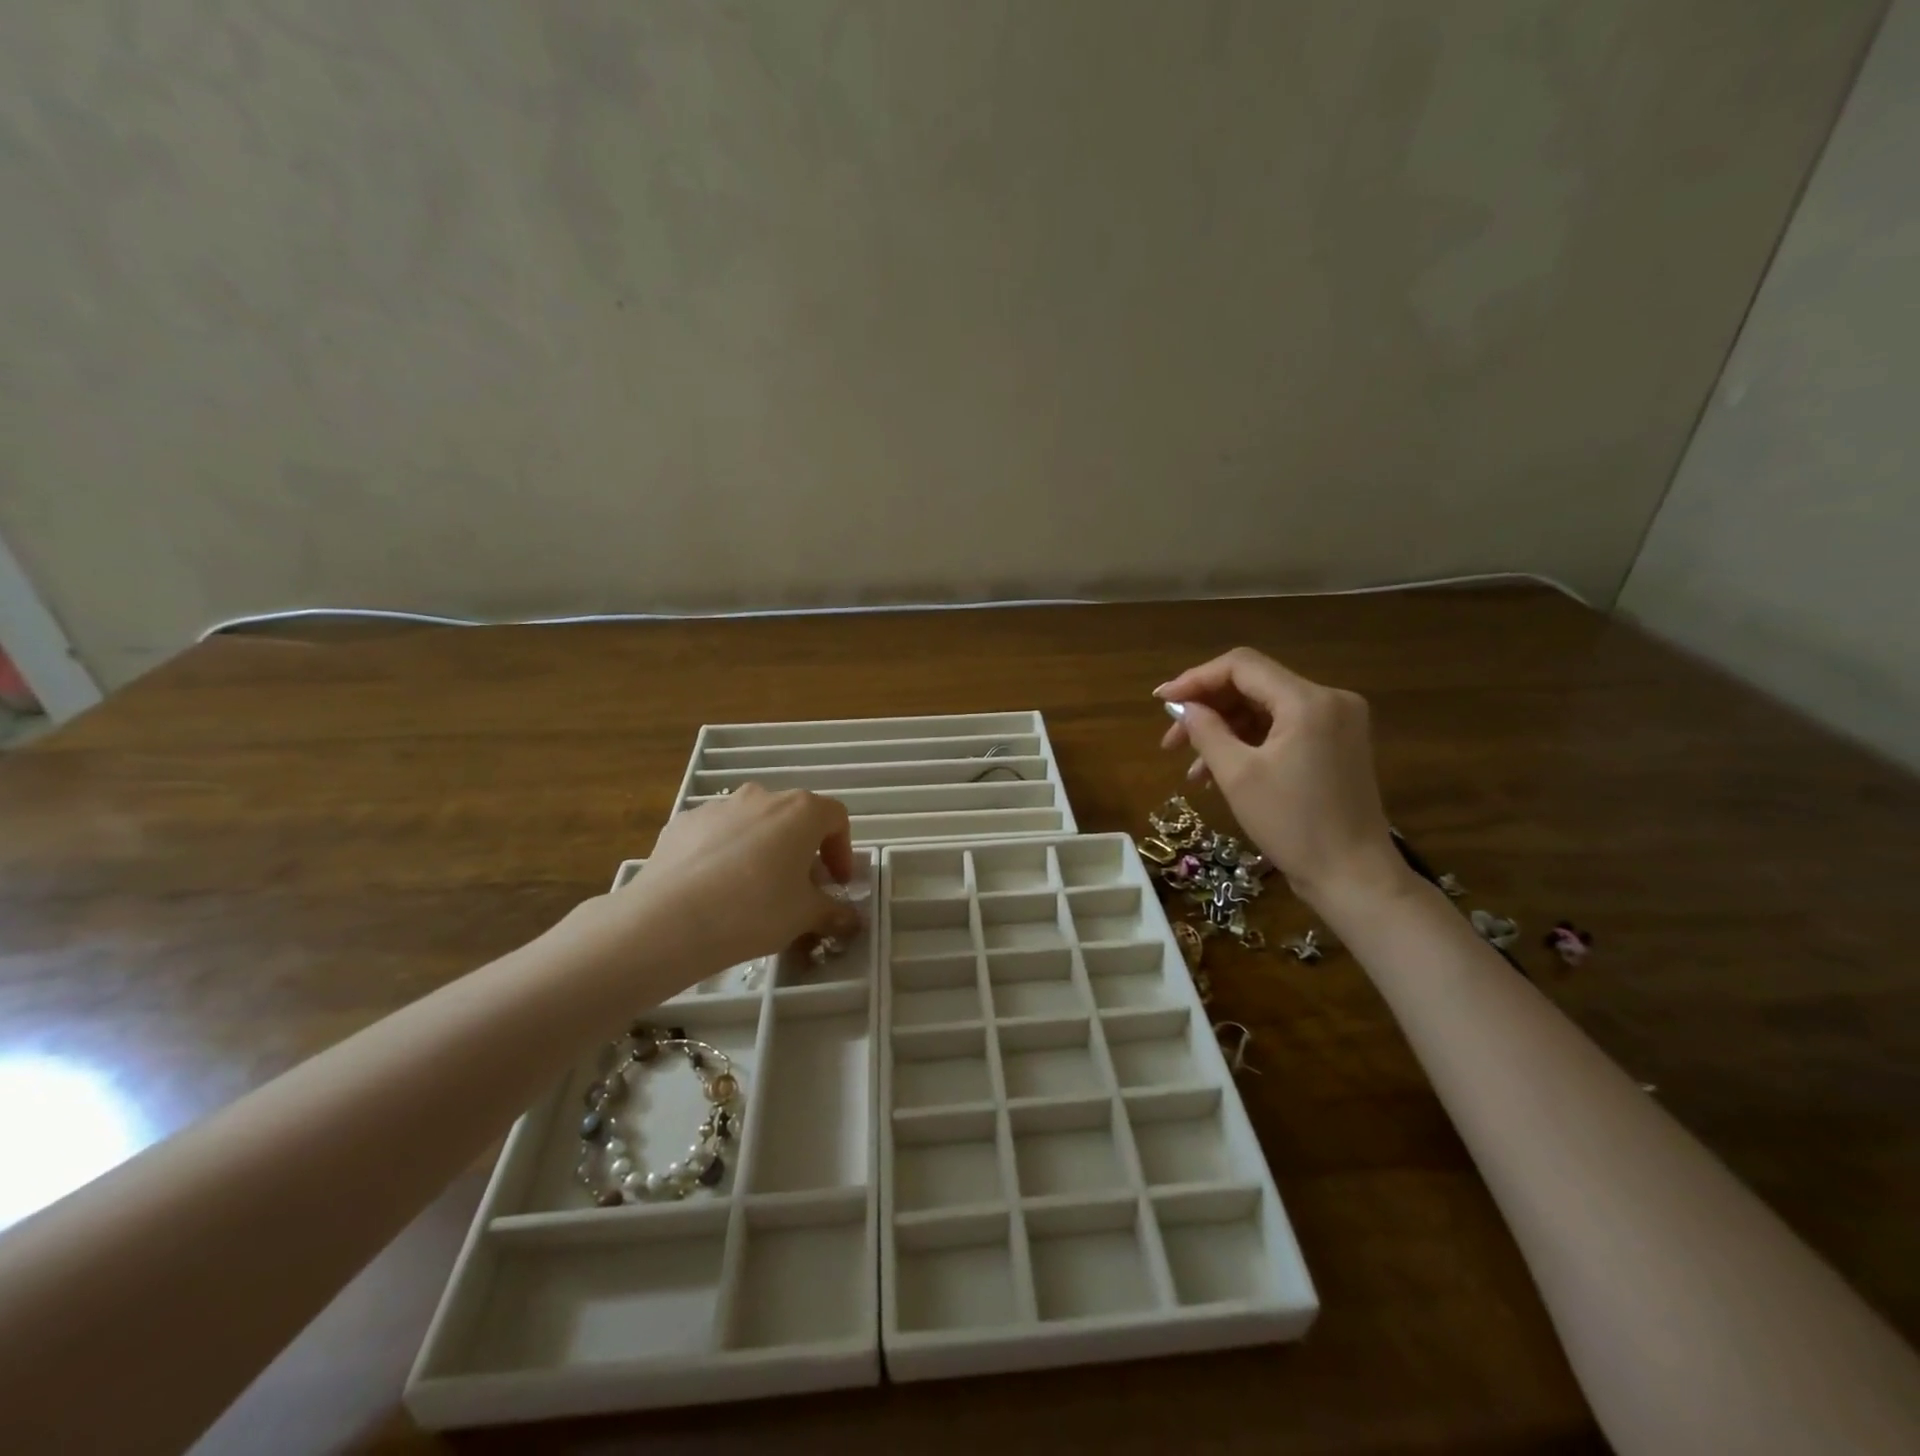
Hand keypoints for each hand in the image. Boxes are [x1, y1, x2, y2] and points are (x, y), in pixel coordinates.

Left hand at [588, 785, 862, 982]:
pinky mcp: (682, 823)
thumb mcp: (805, 916)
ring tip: (752, 890)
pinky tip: (714, 889)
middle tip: (797, 889)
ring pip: (752, 824)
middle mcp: (762, 796)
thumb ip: (833, 911)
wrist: (670, 919)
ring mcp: (718, 806)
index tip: (836, 883)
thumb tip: (850, 919)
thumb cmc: (755, 910)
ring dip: (762, 849)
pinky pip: (716, 835)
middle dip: (801, 851)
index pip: (836, 819)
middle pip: (793, 818)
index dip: (842, 851)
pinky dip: (724, 854)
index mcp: (801, 810)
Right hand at [1156, 648, 1410, 909]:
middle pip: (1253, 686)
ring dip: (1224, 732)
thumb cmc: (1293, 825)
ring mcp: (1337, 723)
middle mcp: (1329, 700)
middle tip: (1171, 742)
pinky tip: (1219, 774)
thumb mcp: (1238, 776)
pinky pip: (1282, 731)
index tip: (1161, 701)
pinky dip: (1248, 745)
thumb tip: (1185, 707)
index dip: (1195, 679)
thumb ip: (1206, 730)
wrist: (1354, 877)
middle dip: (1207, 710)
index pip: (1241, 666)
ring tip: (1192, 770)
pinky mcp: (1336, 745)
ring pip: (1264, 710)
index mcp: (1308, 700)